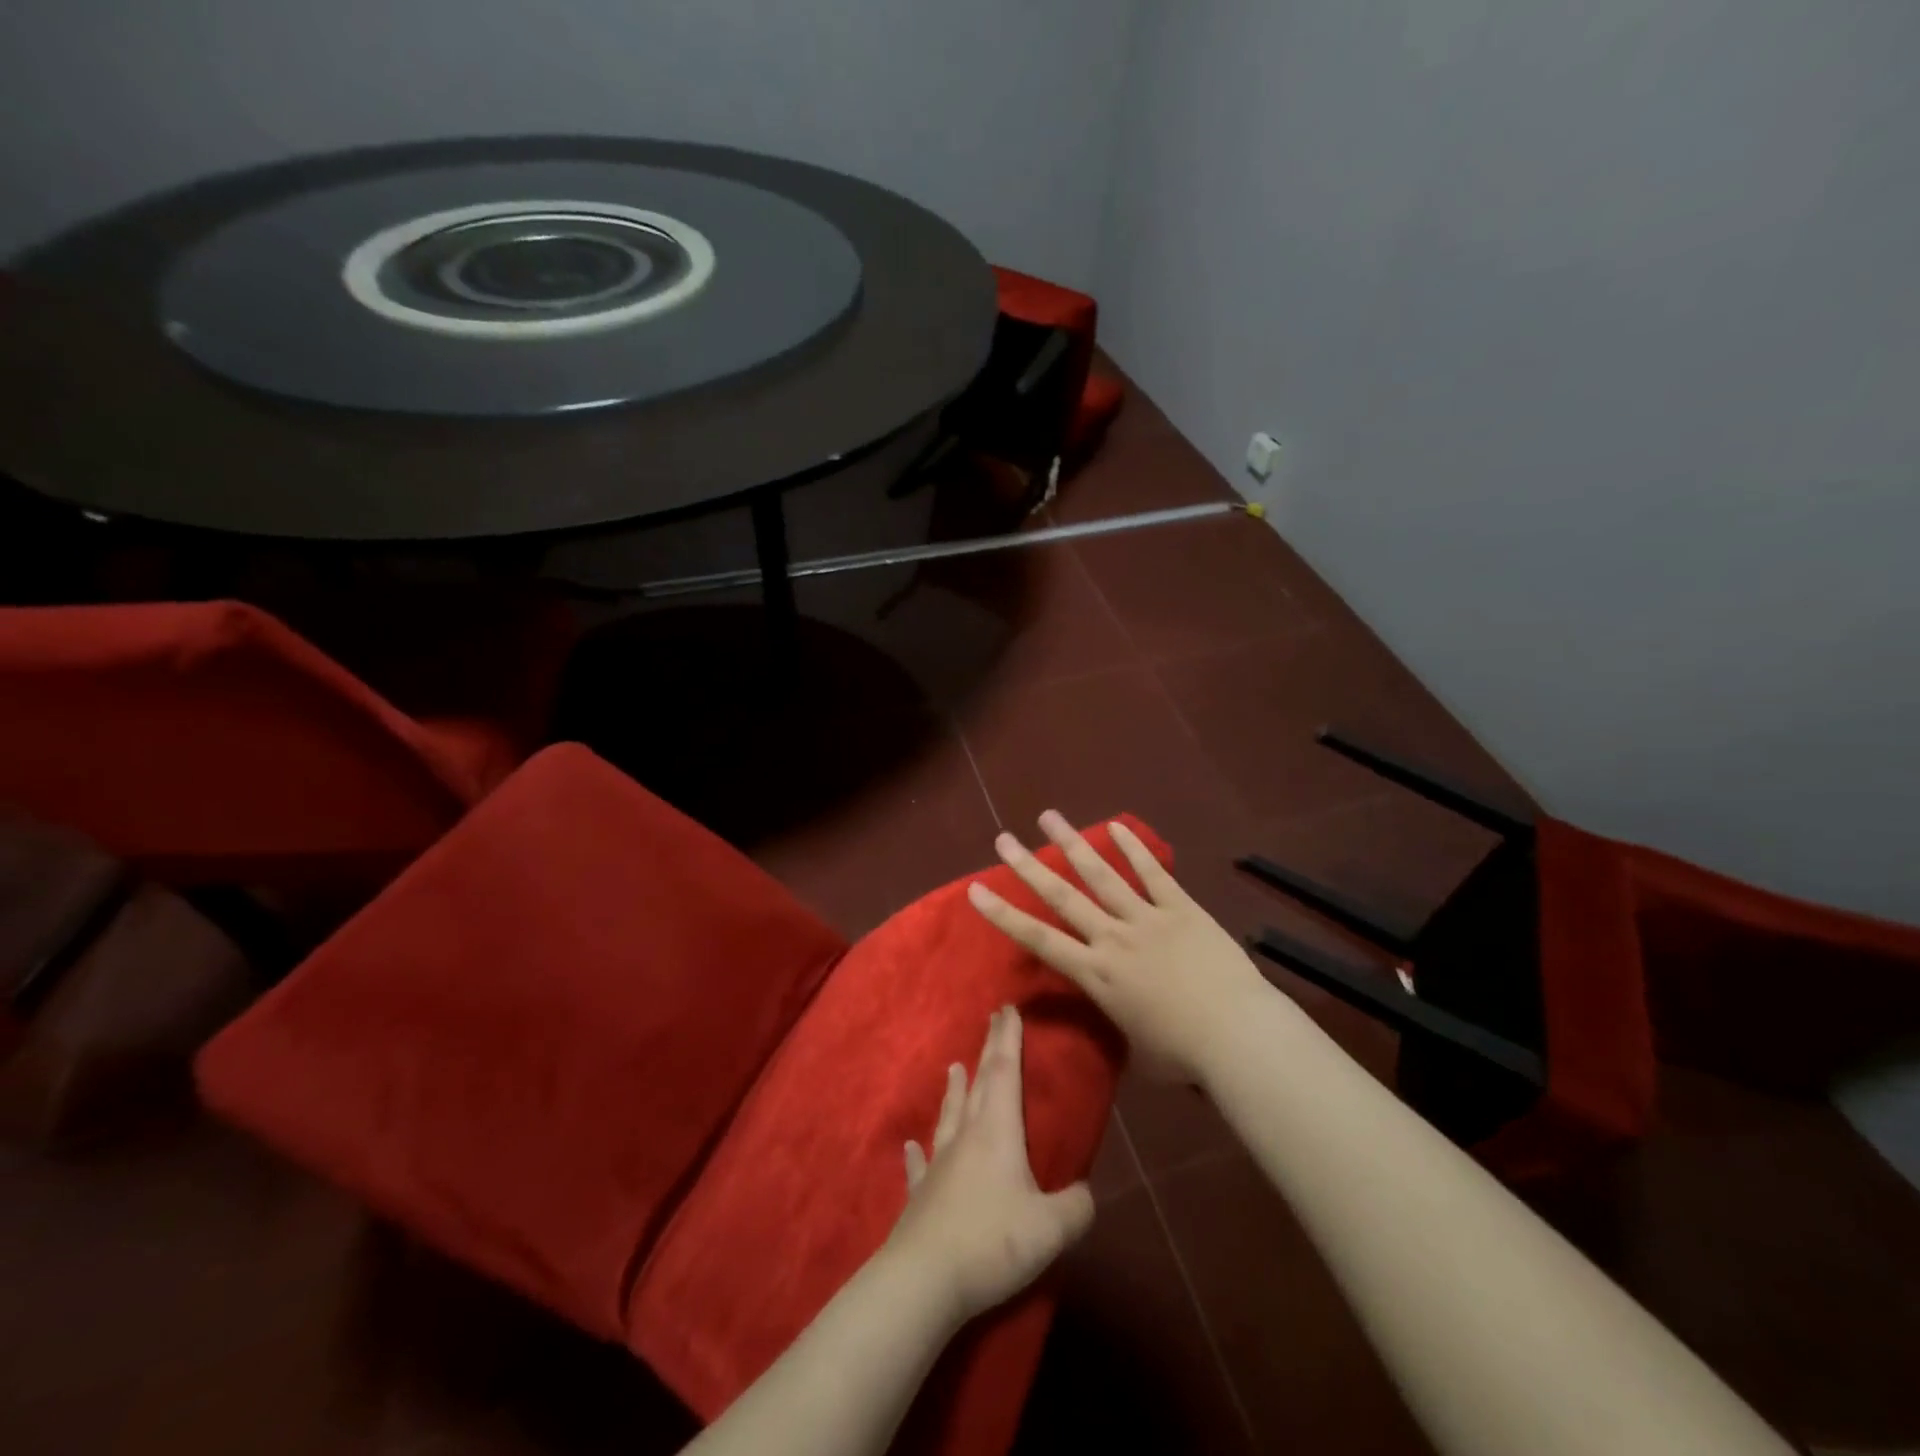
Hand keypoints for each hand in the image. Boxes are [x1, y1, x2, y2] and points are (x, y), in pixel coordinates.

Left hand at [886, 1006, 1093, 1323]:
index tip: (1007, 1009)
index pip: (1005, 1072)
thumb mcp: (1050, 1229)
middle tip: (992, 1020)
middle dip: (989, 1050)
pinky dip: (919, 1152)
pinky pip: (921, 1165)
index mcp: (997, 1132)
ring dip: (955, 1090)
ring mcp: (939, 1163)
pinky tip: (912, 1145)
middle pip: (979, 1084)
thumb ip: (1076, 1208)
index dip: (1009, 1040)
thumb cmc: (991, 1242)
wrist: (924, 1278)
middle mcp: (966, 1136)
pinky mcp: (921, 1194)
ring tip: (954, 1067)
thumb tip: (1085, 1194)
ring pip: (949, 1115)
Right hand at [966, 811, 1272, 1082]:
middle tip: (1003, 839)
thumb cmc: (1185, 1055)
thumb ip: (1123, 1027)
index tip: (977, 890)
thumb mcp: (1139, 1052)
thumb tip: (1124, 1025)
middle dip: (1028, 866)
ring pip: (1101, 874)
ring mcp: (1147, 918)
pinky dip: (1134, 849)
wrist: (1237, 1035)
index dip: (1004, 914)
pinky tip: (1116, 826)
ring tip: (1049, 817)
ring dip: (1072, 844)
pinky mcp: (1181, 908)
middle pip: (1062, 896)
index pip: (1039, 940)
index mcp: (1097, 974)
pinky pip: (1153, 873)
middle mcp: (1112, 938)